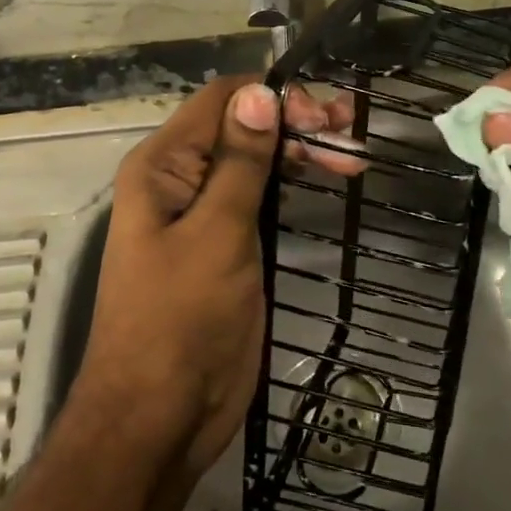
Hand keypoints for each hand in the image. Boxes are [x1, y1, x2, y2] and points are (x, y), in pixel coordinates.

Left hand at [77, 76, 357, 476]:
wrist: (159, 419)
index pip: (222, 100)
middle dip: (295, 123)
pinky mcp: (225, 244)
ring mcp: (203, 212)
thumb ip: (240, 162)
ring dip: (298, 151)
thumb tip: (260, 91)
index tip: (326, 118)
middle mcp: (180, 178)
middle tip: (351, 138)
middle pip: (241, 126)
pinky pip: (258, 195)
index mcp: (163, 165)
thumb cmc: (181, 322)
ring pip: (254, 160)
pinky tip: (323, 182)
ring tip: (351, 157)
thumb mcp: (216, 234)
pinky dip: (291, 183)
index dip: (273, 97)